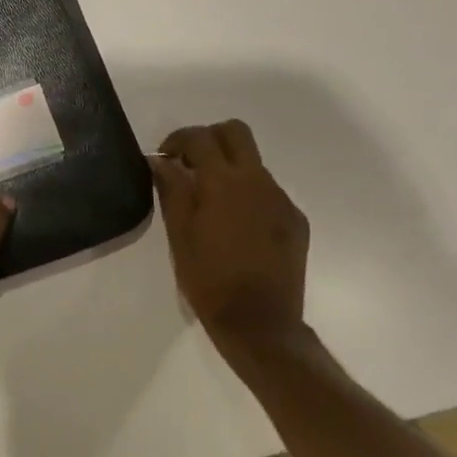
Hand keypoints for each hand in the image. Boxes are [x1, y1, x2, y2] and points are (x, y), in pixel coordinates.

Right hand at [151, 120, 308, 362]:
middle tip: (190, 165)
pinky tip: (236, 226)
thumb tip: (161, 161)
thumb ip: (171, 189)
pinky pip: (268, 192)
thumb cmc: (208, 278)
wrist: (260, 324)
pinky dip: (248, 195)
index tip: (165, 157)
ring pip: (253, 163)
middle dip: (210, 139)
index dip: (177, 140)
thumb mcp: (178, 233)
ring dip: (229, 169)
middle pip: (236, 132)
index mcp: (224, 182)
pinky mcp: (295, 221)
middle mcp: (257, 181)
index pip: (200, 137)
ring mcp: (281, 200)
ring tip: (211, 202)